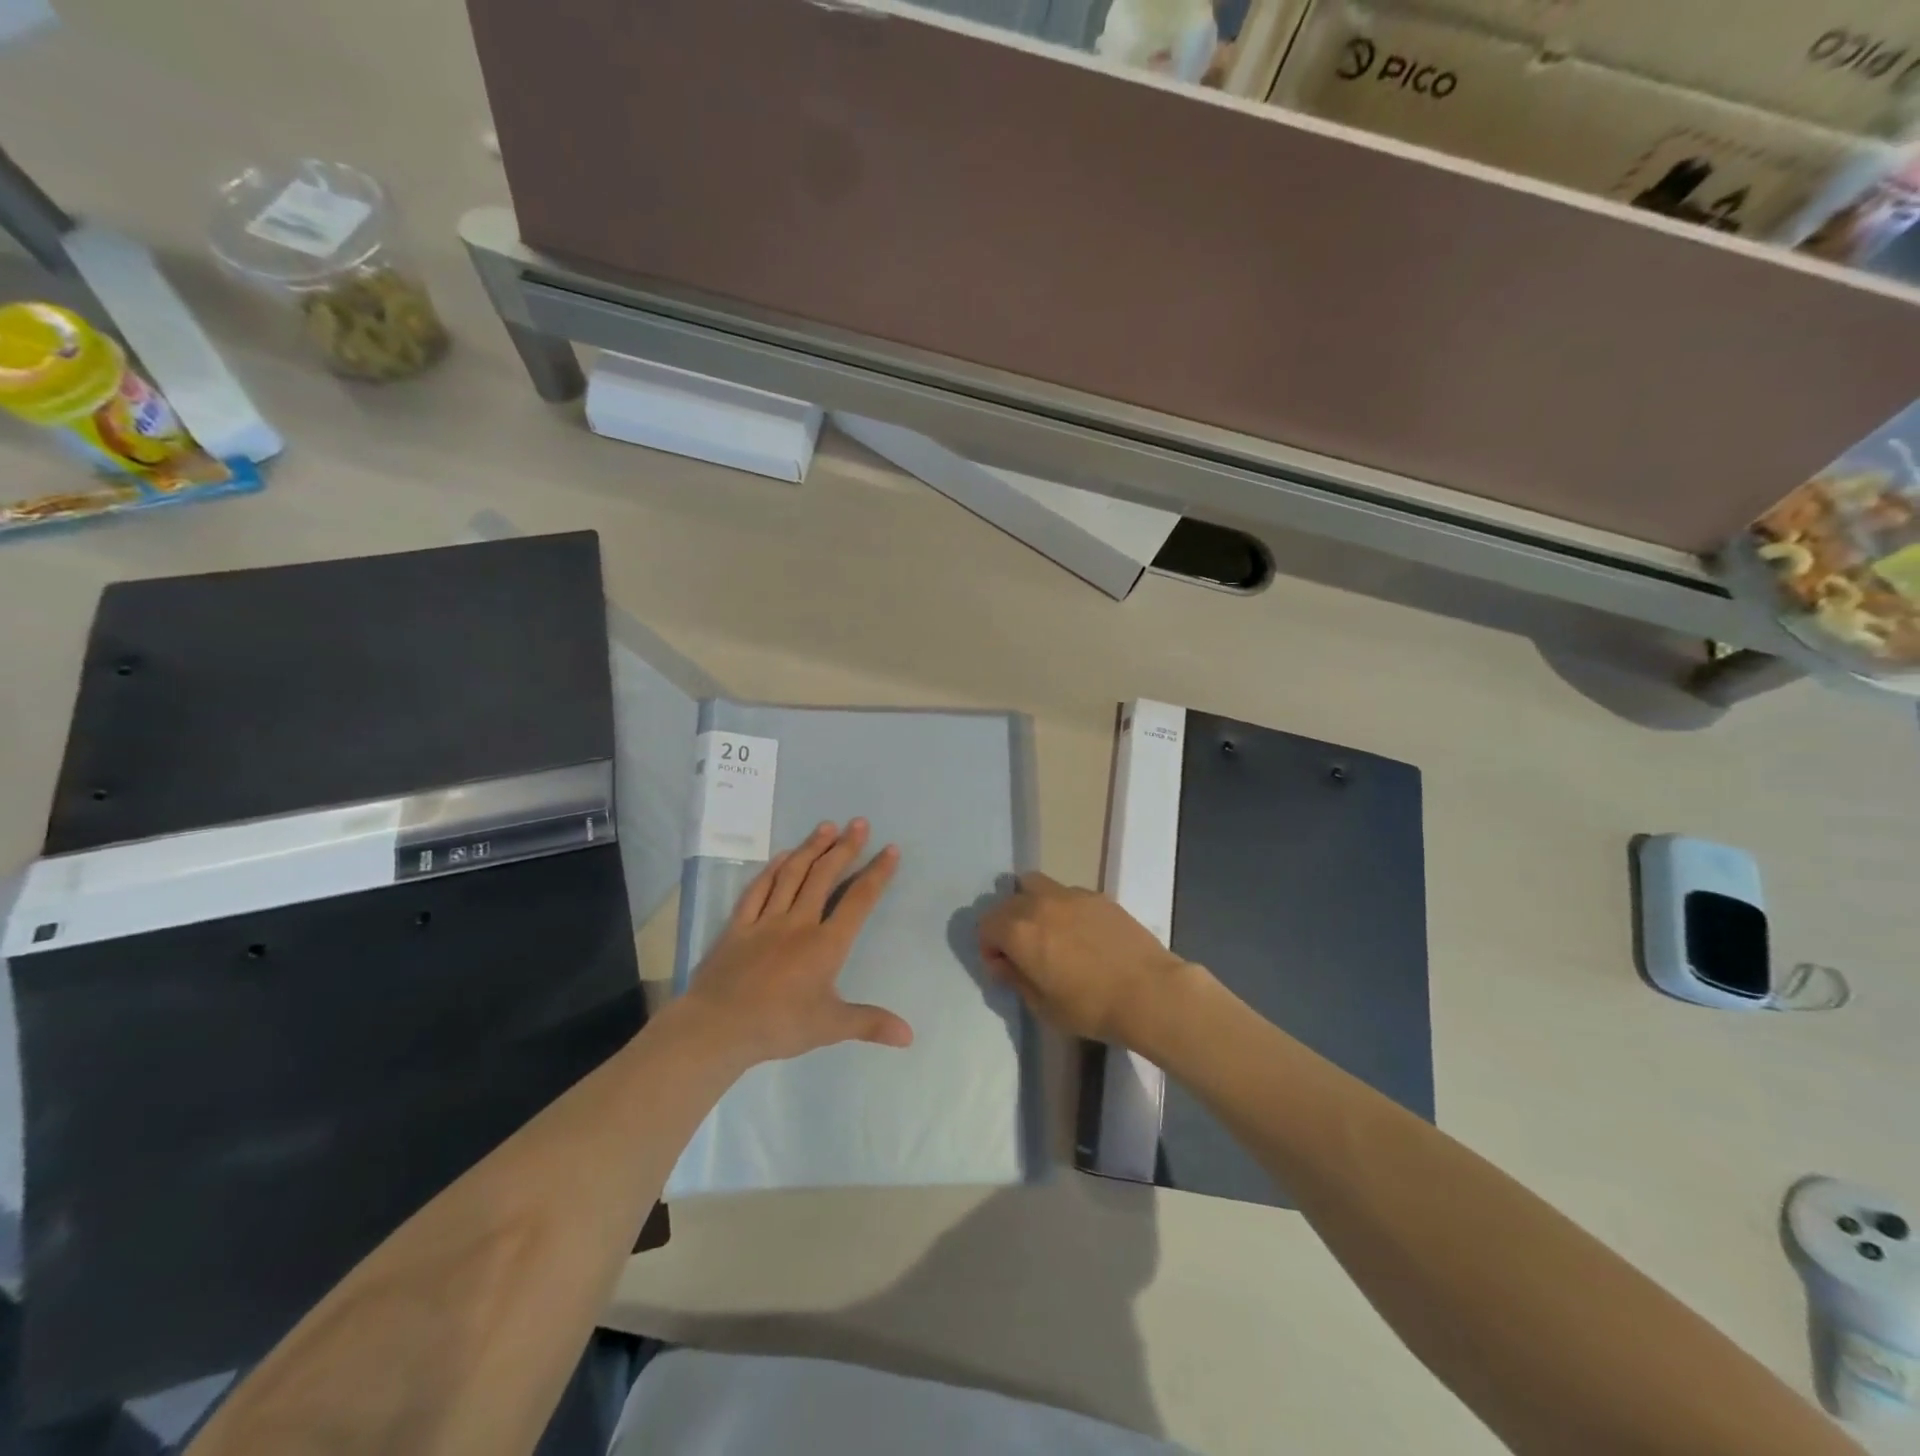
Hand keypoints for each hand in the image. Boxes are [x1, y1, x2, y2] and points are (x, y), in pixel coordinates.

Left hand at [683, 819, 911, 1065]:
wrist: (718, 1027)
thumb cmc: (778, 1025)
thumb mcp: (830, 1027)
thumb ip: (870, 1024)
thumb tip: (909, 1035)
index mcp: (826, 944)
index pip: (858, 900)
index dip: (877, 873)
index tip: (890, 849)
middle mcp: (799, 922)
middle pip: (825, 876)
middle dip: (845, 848)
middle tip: (859, 823)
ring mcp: (766, 920)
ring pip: (793, 875)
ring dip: (811, 848)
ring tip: (826, 827)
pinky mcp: (739, 925)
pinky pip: (758, 889)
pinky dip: (772, 870)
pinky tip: (783, 856)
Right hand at [977, 872, 1201, 1047]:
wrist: (1149, 992)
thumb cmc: (1090, 1007)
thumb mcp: (1043, 1006)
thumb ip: (1015, 978)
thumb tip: (1003, 963)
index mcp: (1019, 930)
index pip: (985, 924)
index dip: (989, 948)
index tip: (1005, 968)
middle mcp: (1039, 903)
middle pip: (1007, 902)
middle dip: (1007, 924)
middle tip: (1024, 951)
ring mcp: (1070, 894)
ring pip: (1035, 886)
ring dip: (1031, 905)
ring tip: (1049, 932)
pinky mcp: (1097, 896)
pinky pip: (1065, 893)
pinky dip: (1061, 907)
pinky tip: (1080, 933)